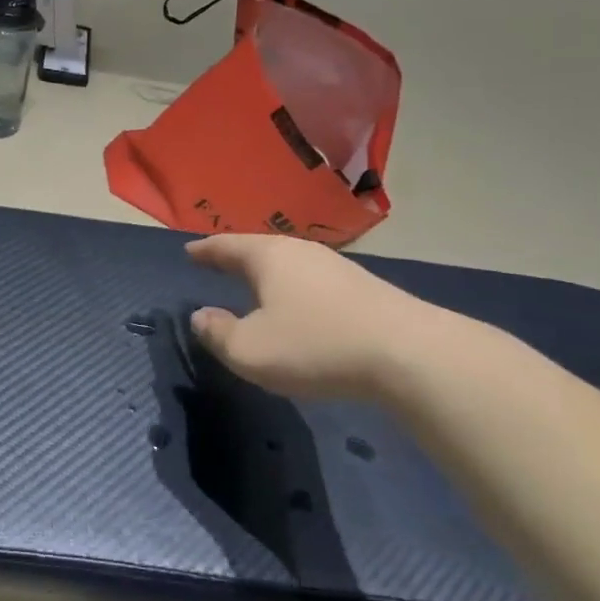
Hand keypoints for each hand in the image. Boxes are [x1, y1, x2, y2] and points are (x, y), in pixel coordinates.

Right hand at [186, 235, 438, 400]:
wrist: (410, 354)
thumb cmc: (316, 345)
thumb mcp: (250, 350)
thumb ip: (218, 333)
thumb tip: (201, 317)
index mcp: (268, 257)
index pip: (226, 246)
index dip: (205, 251)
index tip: (189, 251)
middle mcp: (300, 252)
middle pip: (259, 249)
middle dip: (236, 257)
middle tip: (217, 263)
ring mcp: (336, 267)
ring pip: (289, 264)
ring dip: (267, 274)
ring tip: (254, 284)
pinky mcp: (364, 289)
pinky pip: (312, 281)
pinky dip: (294, 288)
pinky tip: (298, 304)